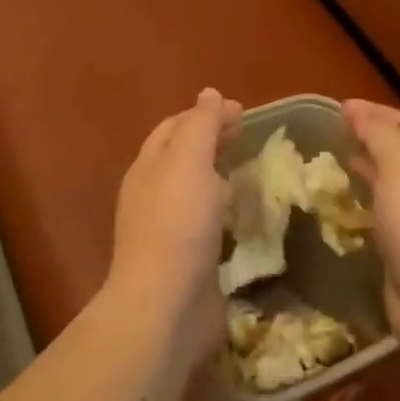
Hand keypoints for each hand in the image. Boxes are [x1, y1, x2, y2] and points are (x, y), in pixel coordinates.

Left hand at [109, 89, 240, 348]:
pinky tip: (245, 218)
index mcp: (149, 167)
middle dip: (212, 142)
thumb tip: (209, 93)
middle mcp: (153, 196)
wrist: (165, 307)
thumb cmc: (177, 223)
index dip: (205, 114)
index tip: (243, 112)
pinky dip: (225, 214)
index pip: (174, 127)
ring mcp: (168, 232)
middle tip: (248, 137)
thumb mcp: (189, 161)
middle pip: (183, 158)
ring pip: (195, 193)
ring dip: (219, 178)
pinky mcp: (186, 264)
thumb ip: (201, 125)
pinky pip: (207, 228)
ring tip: (250, 172)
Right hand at [344, 100, 399, 352]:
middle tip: (336, 136)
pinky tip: (347, 207)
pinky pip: (385, 217)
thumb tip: (356, 111)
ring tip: (337, 166)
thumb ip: (377, 133)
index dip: (376, 113)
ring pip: (393, 186)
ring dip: (367, 172)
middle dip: (371, 140)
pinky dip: (366, 205)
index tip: (341, 110)